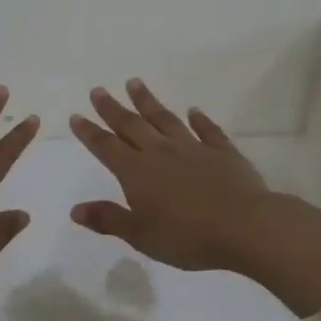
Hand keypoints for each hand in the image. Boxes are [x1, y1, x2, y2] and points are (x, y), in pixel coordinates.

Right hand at [70, 79, 320, 315]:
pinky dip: (199, 119)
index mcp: (137, 173)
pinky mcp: (223, 152)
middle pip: (132, 126)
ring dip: (149, 102)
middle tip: (99, 90)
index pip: (107, 147)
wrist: (245, 227)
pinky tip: (193, 111)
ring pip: (166, 119)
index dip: (90, 132)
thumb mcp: (141, 235)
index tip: (77, 115)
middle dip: (113, 108)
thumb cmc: (187, 237)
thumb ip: (109, 219)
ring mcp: (193, 149)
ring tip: (135, 83)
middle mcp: (161, 153)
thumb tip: (75, 209)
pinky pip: (207, 130)